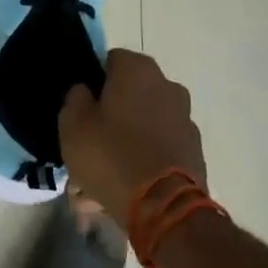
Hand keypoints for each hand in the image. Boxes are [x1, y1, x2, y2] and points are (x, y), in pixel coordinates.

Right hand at [60, 49, 207, 217]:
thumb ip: (75, 97)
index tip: (81, 106)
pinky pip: (158, 147)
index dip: (93, 81)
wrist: (164, 207)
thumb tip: (85, 91)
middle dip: (111, 112)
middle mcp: (168, 86)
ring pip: (144, 122)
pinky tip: (125, 183)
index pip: (110, 60)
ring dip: (126, 137)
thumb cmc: (110, 155)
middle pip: (130, 93)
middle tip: (90, 139)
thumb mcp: (72, 124)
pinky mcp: (194, 150)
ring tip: (104, 170)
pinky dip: (144, 157)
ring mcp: (185, 119)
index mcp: (138, 70)